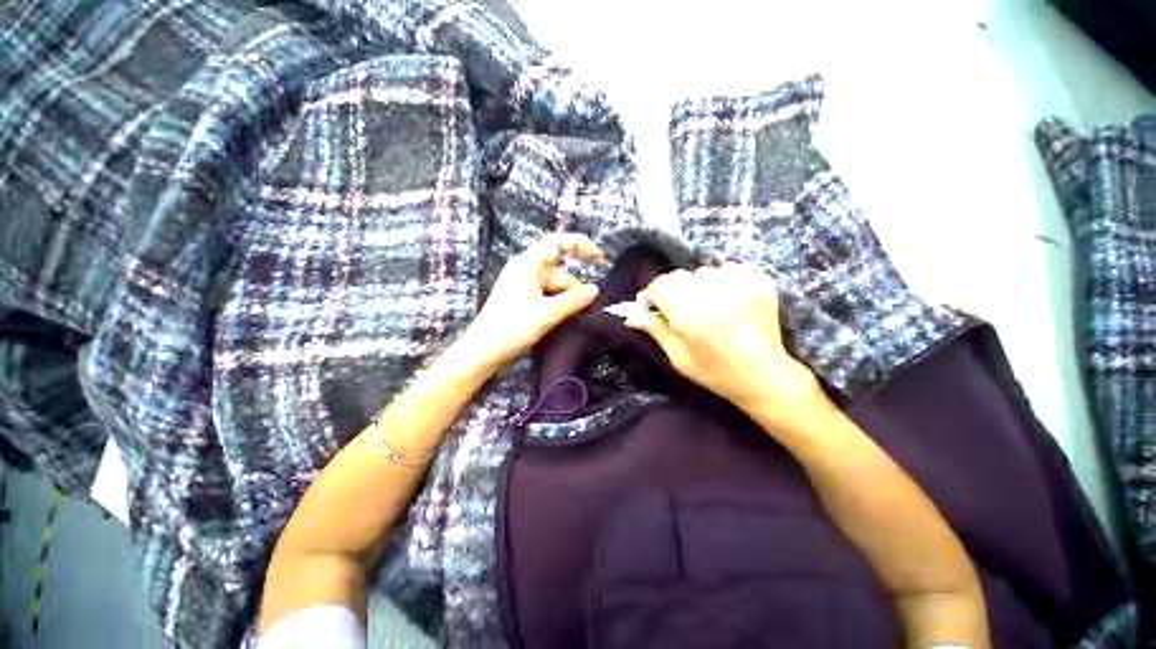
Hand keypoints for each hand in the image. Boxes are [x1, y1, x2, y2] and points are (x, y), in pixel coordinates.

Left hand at [465, 233, 603, 367]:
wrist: (483, 352)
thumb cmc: (511, 327)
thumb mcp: (547, 313)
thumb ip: (574, 299)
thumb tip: (595, 289)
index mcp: (528, 263)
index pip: (559, 243)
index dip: (582, 246)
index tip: (601, 259)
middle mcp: (527, 270)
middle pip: (561, 272)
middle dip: (574, 289)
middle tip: (583, 310)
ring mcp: (526, 286)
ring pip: (557, 288)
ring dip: (567, 301)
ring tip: (568, 320)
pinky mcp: (526, 300)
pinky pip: (549, 297)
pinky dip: (559, 306)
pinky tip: (562, 319)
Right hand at [625, 264, 819, 409]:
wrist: (764, 375)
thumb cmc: (716, 372)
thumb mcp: (679, 357)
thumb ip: (655, 330)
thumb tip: (631, 316)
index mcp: (692, 318)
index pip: (661, 286)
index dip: (650, 293)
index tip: (648, 304)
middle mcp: (715, 296)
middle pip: (679, 276)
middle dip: (672, 290)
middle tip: (677, 308)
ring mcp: (741, 286)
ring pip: (703, 271)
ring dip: (697, 285)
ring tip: (704, 304)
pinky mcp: (760, 282)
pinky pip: (728, 269)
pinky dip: (721, 281)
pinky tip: (725, 299)